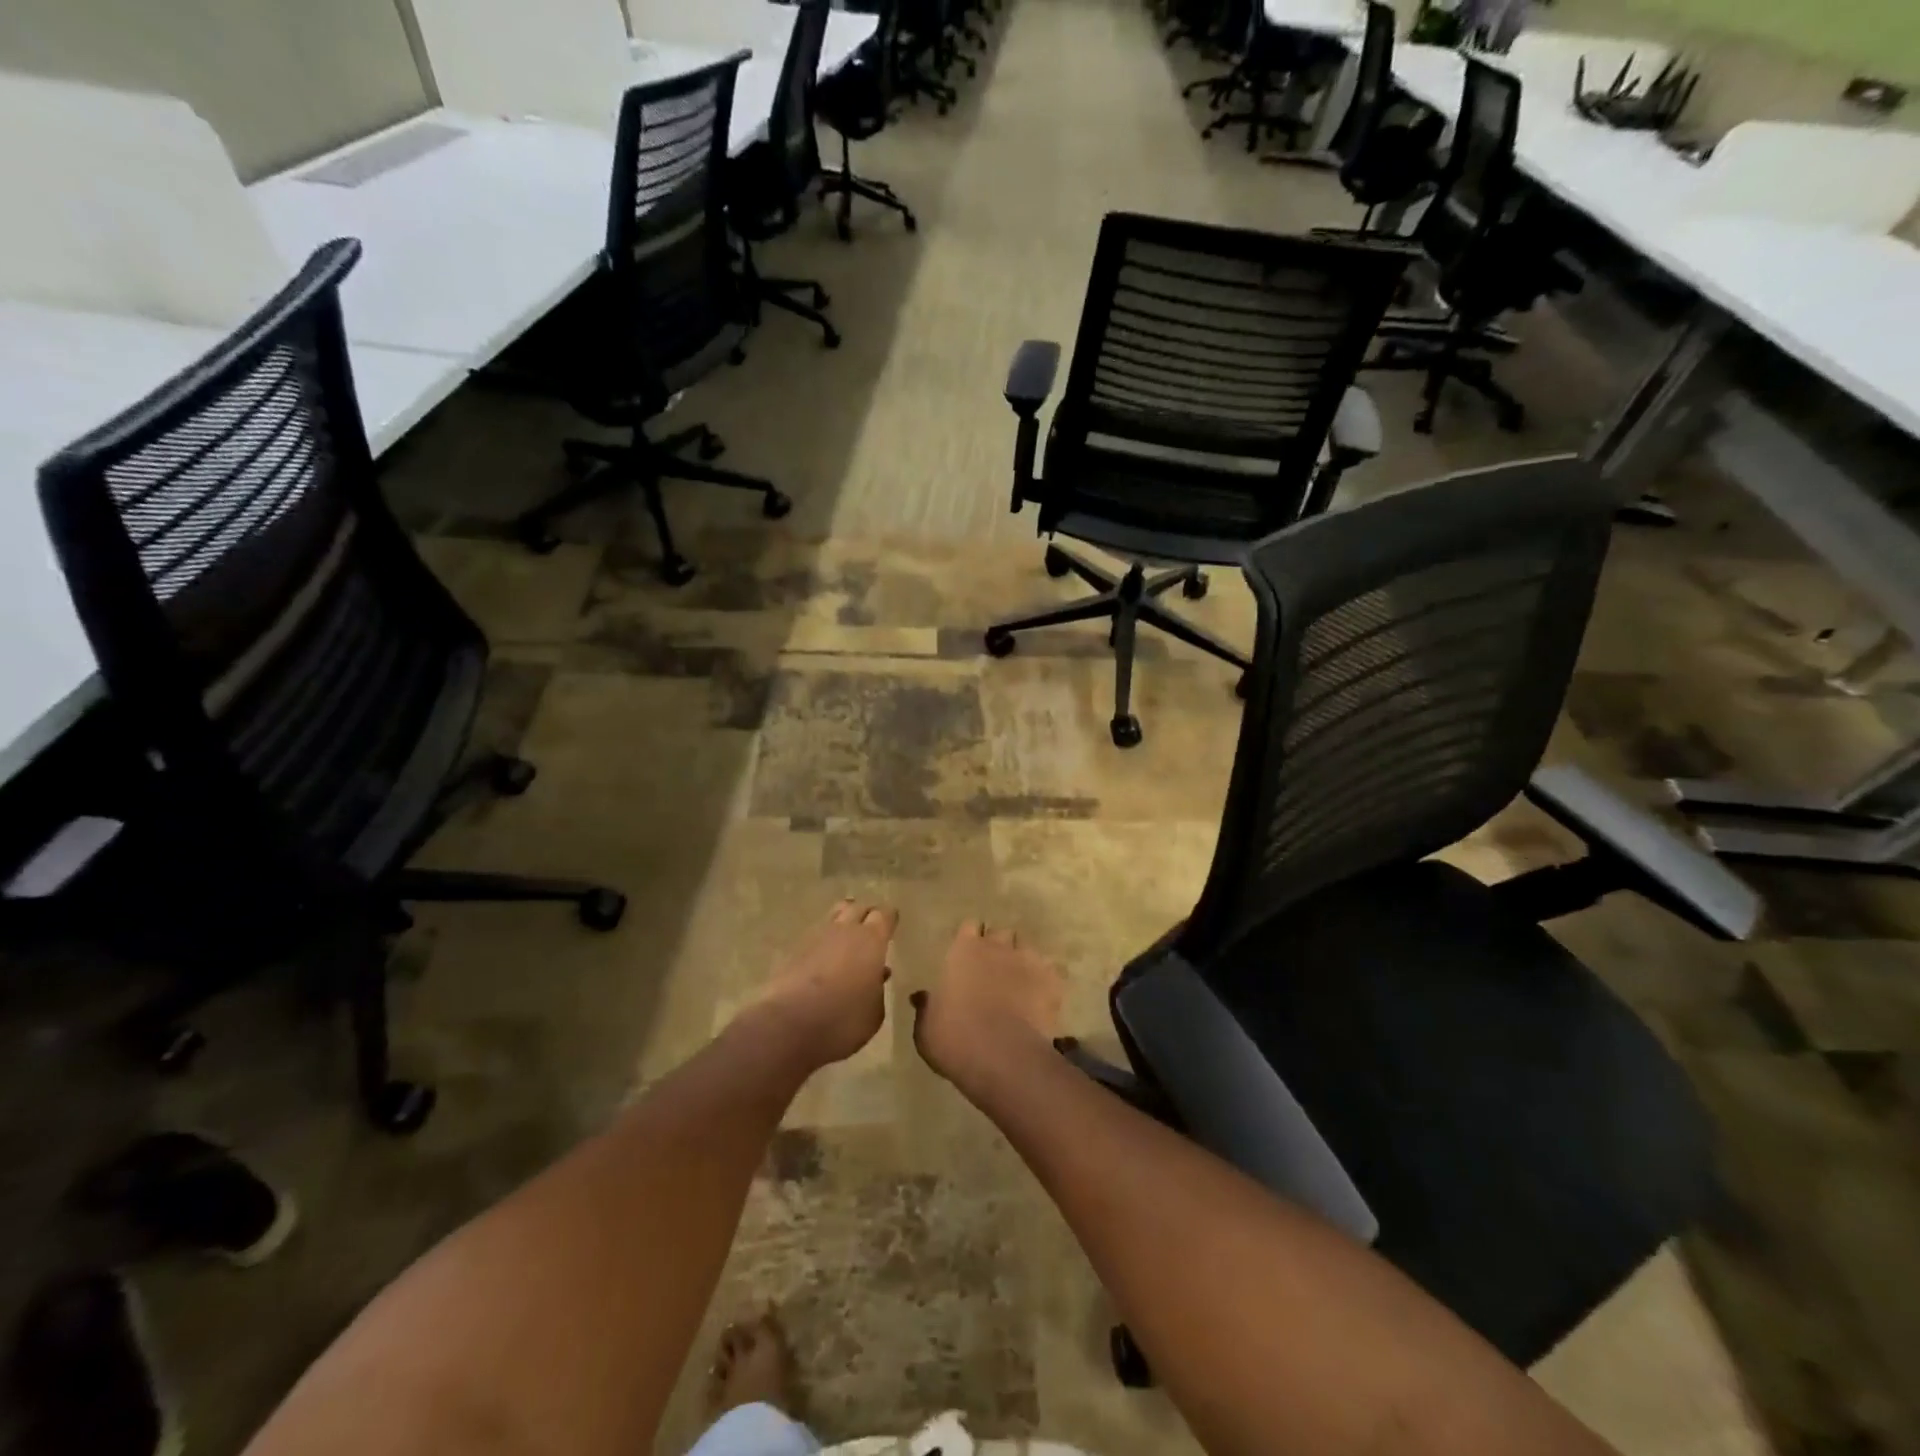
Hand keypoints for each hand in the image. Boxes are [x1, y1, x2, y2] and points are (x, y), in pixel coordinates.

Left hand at [740, 899, 897, 1069]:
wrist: (787, 1026)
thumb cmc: (842, 1020)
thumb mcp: (874, 1013)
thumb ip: (878, 989)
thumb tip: (878, 975)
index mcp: (871, 940)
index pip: (884, 914)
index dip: (889, 918)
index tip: (892, 924)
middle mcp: (844, 930)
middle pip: (857, 907)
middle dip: (865, 914)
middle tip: (871, 929)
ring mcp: (815, 937)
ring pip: (833, 917)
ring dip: (842, 924)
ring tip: (847, 942)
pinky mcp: (792, 950)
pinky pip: (814, 937)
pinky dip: (822, 943)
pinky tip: (824, 960)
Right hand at [912, 920, 1062, 1088]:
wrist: (1001, 1055)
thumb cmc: (954, 1038)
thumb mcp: (926, 1027)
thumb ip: (926, 1007)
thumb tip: (921, 997)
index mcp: (964, 950)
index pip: (969, 927)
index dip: (969, 940)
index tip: (967, 955)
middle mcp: (997, 946)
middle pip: (1001, 934)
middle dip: (999, 947)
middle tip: (994, 970)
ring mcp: (1028, 960)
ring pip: (1027, 949)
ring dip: (1022, 962)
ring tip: (1020, 984)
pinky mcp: (1052, 980)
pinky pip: (1052, 972)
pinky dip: (1047, 982)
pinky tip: (1042, 999)